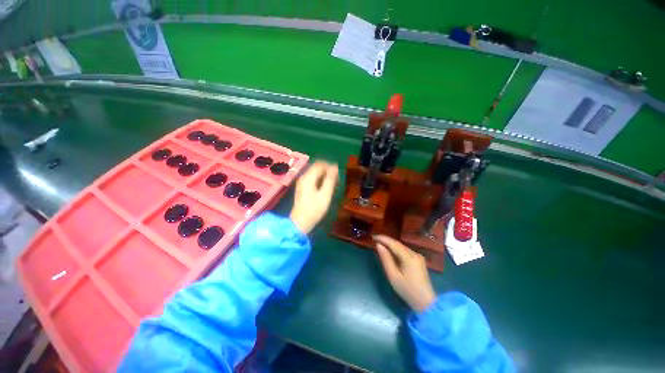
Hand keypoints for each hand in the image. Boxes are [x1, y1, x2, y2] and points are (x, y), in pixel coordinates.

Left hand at [290, 161, 338, 233]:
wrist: (301, 222)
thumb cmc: (314, 209)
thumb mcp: (325, 194)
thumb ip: (330, 180)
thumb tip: (335, 167)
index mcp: (308, 177)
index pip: (320, 164)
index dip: (330, 166)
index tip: (339, 173)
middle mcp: (304, 177)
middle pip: (317, 168)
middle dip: (328, 171)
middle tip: (337, 180)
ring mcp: (302, 183)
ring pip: (316, 173)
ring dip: (325, 176)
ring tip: (334, 184)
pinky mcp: (303, 188)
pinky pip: (313, 179)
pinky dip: (321, 180)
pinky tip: (327, 187)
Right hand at [374, 235, 436, 312]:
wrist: (426, 303)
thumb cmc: (407, 290)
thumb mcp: (393, 276)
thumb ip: (385, 259)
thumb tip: (379, 245)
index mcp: (409, 257)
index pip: (394, 243)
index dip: (383, 238)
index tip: (373, 236)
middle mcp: (415, 253)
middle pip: (398, 244)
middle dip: (386, 241)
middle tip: (375, 239)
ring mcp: (418, 256)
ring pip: (402, 247)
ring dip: (391, 245)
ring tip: (380, 244)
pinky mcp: (419, 260)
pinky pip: (405, 251)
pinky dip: (397, 250)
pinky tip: (391, 252)